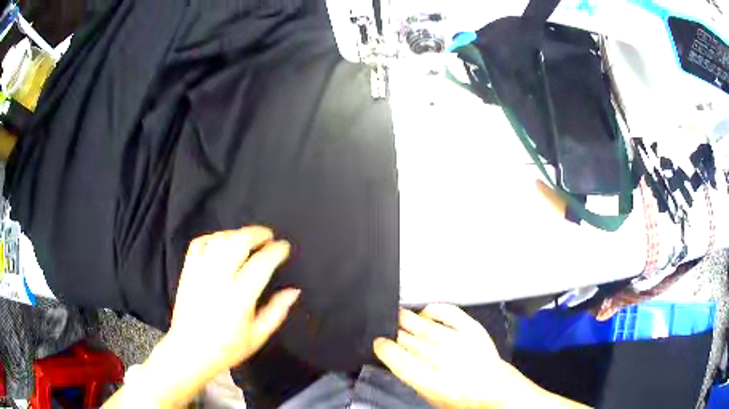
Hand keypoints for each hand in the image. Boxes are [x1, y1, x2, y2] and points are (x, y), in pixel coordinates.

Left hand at [169, 226, 299, 372]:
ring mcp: (200, 273)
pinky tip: (222, 241)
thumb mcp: (257, 336)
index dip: (275, 251)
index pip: (260, 265)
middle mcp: (218, 280)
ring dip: (236, 234)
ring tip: (248, 237)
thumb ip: (276, 312)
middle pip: (237, 244)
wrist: (190, 351)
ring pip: (219, 241)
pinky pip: (199, 244)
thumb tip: (293, 291)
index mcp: (239, 298)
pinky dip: (212, 237)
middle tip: (268, 235)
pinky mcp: (187, 272)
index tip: (283, 246)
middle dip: (256, 234)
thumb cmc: (227, 348)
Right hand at [373, 304, 516, 408]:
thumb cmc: (461, 397)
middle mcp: (446, 362)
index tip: (379, 343)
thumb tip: (396, 356)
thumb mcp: (430, 395)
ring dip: (410, 320)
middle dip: (397, 334)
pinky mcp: (473, 330)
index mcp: (432, 383)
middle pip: (412, 342)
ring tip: (400, 316)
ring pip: (426, 326)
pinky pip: (450, 313)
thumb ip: (412, 376)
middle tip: (390, 330)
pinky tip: (427, 311)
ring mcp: (461, 343)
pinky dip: (435, 309)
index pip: (400, 361)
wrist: (494, 388)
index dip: (385, 349)